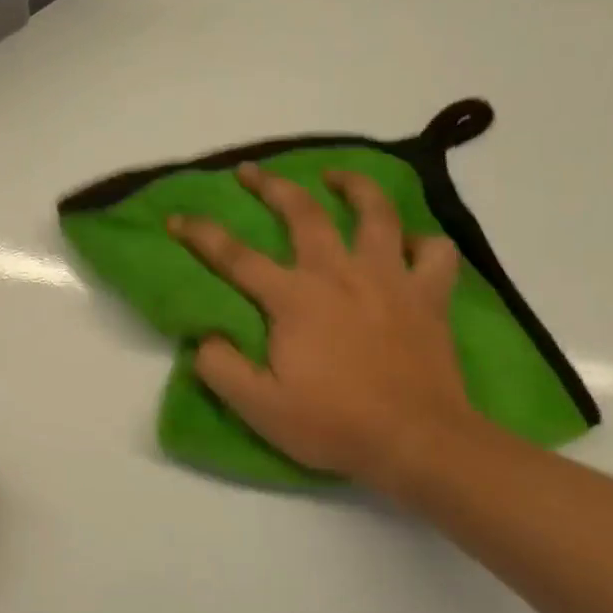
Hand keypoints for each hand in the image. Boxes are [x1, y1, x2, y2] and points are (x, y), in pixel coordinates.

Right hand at [169, 165, 478, 493]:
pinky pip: (435, 253)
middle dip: (272, 185)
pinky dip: (422, 242)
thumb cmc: (334, 424)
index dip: (201, 234)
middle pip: (303, 213)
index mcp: (294, 298)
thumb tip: (204, 337)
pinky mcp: (429, 297)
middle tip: (251, 170)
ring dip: (354, 187)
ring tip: (337, 176)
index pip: (235, 256)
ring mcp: (390, 280)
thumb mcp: (259, 407)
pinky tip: (408, 244)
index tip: (177, 217)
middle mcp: (339, 274)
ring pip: (377, 214)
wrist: (418, 442)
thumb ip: (220, 367)